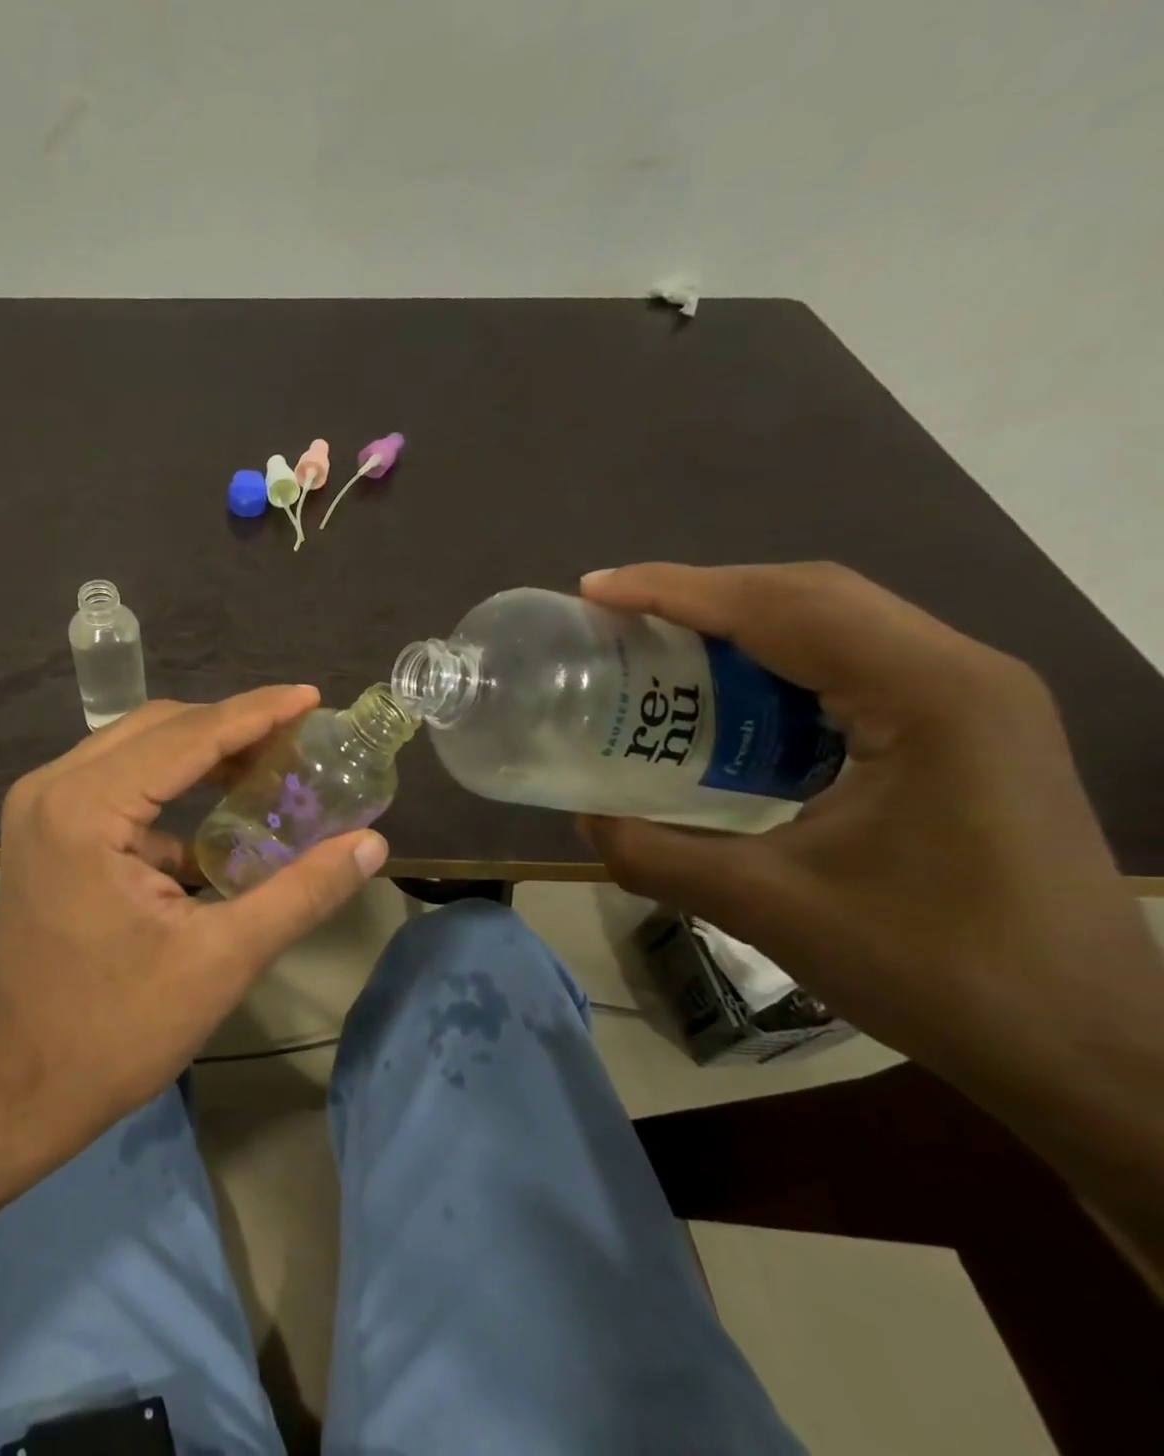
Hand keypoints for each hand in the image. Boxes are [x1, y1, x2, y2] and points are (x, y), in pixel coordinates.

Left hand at [0, 687, 387, 1165]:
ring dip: (200, 753)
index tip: (312, 697)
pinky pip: (115, 784)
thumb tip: (371, 844)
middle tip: (297, 740)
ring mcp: (39, 808)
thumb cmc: (117, 1030)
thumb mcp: (221, 960)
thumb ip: (301, 894)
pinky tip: (218, 815)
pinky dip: (169, 788)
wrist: (22, 1085)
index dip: (256, 712)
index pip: (186, 736)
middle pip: (157, 729)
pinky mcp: (44, 831)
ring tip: (268, 765)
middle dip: (230, 728)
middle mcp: (52, 789)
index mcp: (85, 808)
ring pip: (134, 750)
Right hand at [577, 562, 1157, 1071]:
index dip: (676, 590)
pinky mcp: (960, 732)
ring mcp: (969, 701)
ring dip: (736, 623)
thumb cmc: (939, 970)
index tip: (594, 591)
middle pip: (810, 594)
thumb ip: (655, 857)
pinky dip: (770, 663)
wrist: (1086, 1047)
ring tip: (653, 643)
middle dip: (702, 593)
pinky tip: (724, 700)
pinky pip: (849, 666)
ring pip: (833, 623)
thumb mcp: (769, 909)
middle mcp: (959, 675)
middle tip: (613, 613)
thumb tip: (583, 819)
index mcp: (928, 697)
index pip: (783, 607)